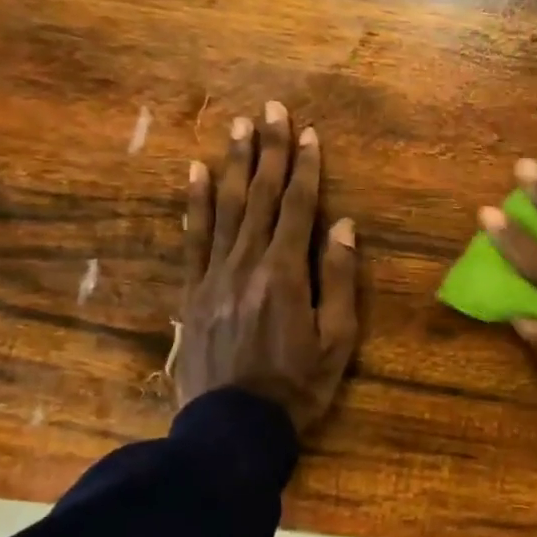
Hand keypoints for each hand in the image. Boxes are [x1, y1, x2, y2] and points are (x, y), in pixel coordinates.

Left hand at [176, 102, 359, 433]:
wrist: (233, 427)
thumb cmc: (297, 386)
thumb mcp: (337, 340)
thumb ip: (339, 280)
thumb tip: (344, 226)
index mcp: (285, 273)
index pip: (297, 208)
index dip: (305, 168)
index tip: (309, 133)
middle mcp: (247, 263)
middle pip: (259, 196)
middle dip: (269, 150)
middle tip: (271, 109)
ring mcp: (214, 275)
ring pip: (224, 208)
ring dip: (233, 164)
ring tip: (238, 127)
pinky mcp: (192, 291)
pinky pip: (194, 237)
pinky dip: (194, 203)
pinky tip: (195, 173)